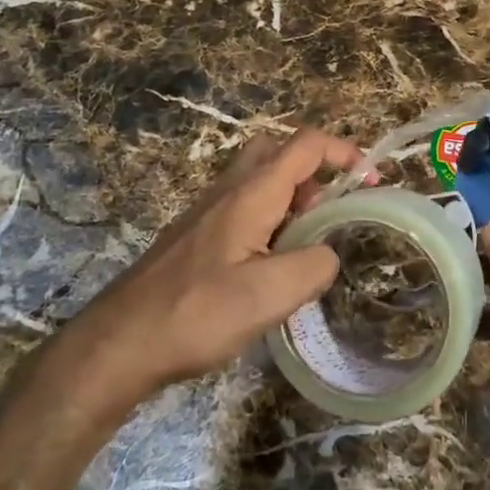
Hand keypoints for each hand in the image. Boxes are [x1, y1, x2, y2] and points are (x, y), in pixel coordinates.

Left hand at [61, 128, 364, 418]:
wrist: (118, 343)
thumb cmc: (195, 313)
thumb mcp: (269, 295)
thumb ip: (314, 266)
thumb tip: (327, 254)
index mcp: (251, 193)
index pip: (305, 146)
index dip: (344, 152)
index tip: (371, 182)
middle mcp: (228, 191)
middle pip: (277, 152)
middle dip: (314, 170)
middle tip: (331, 210)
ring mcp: (208, 213)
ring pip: (259, 182)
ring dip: (292, 199)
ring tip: (308, 246)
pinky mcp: (196, 238)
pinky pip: (243, 209)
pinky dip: (270, 221)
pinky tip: (271, 268)